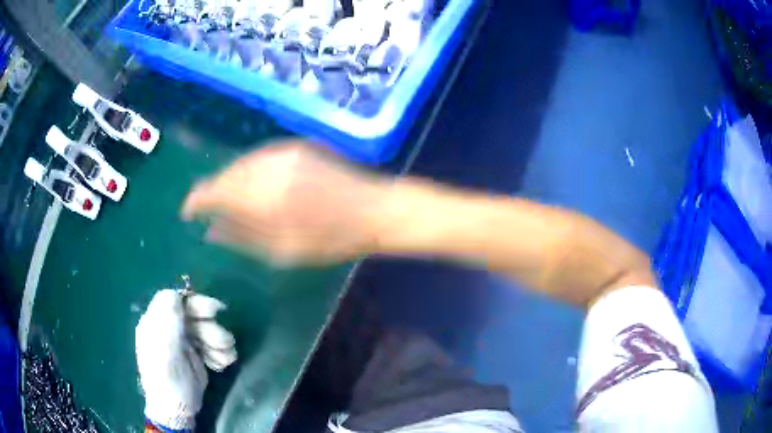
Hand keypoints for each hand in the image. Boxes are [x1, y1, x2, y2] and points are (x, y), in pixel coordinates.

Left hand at [136, 289, 236, 430]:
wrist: (178, 411)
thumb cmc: (167, 382)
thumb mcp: (163, 353)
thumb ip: (167, 324)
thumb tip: (175, 294)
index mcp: (156, 323)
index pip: (174, 300)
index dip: (194, 302)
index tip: (213, 311)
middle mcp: (170, 329)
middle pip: (193, 314)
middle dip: (211, 327)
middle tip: (224, 342)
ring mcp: (184, 342)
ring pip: (206, 329)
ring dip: (219, 342)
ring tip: (224, 359)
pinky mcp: (197, 354)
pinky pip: (212, 345)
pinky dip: (220, 353)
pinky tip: (220, 365)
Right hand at [181, 141, 386, 263]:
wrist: (373, 210)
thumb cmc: (329, 239)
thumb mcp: (281, 250)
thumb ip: (241, 237)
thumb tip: (210, 231)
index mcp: (260, 194)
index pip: (213, 191)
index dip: (195, 201)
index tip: (188, 213)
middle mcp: (266, 165)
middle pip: (225, 174)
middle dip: (213, 191)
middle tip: (208, 210)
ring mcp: (283, 151)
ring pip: (241, 162)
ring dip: (230, 180)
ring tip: (229, 200)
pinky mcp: (297, 146)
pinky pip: (260, 156)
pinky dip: (249, 170)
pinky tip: (254, 185)